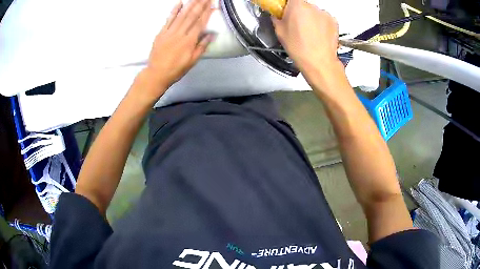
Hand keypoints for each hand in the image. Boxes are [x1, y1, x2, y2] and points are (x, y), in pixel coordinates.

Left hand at [143, 0, 214, 99]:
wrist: (157, 74)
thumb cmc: (176, 69)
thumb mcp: (192, 61)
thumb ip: (201, 47)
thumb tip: (211, 35)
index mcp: (189, 41)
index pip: (200, 23)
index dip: (207, 12)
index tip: (212, 4)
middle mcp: (180, 34)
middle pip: (192, 16)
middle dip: (200, 5)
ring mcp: (169, 32)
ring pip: (181, 15)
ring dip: (190, 5)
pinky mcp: (161, 33)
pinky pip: (168, 20)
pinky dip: (174, 11)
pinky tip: (179, 3)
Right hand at [272, 0, 339, 74]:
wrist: (319, 62)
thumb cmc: (299, 48)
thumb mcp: (280, 32)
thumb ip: (277, 18)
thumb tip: (277, 15)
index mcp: (297, 5)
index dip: (288, 5)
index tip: (286, 10)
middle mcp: (312, 6)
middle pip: (303, 5)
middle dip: (299, 12)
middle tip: (296, 25)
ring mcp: (325, 14)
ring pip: (314, 12)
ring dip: (311, 18)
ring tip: (309, 33)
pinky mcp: (334, 21)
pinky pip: (324, 19)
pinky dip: (321, 24)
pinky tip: (318, 35)